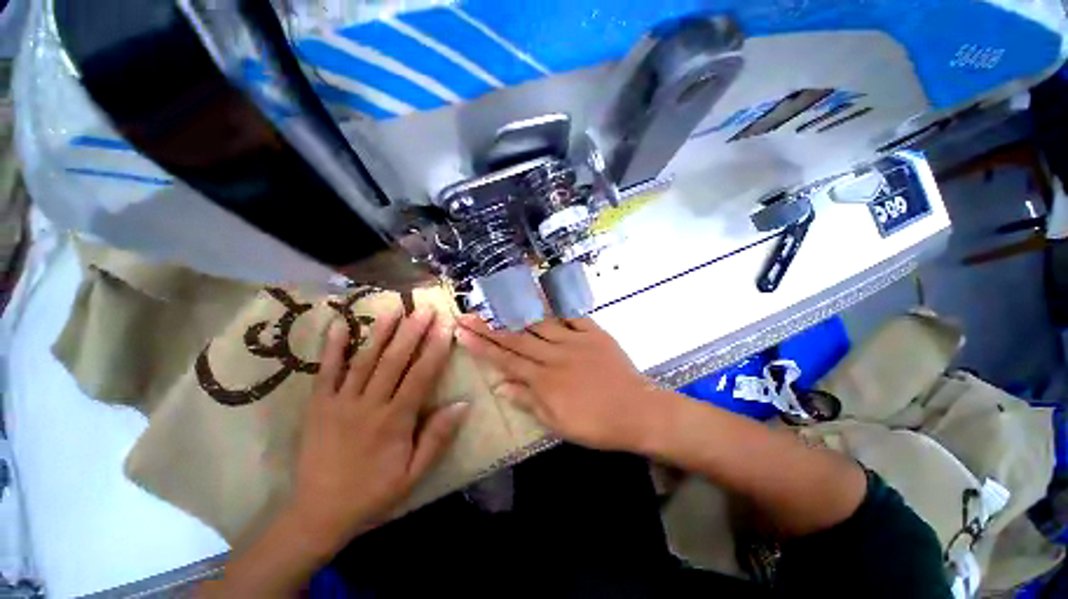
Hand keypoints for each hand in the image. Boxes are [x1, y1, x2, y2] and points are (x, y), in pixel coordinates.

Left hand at [290, 308, 468, 553]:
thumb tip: (462, 404)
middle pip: (395, 360)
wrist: (318, 513)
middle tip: (426, 308)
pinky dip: (333, 347)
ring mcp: (340, 402)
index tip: (446, 325)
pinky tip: (340, 324)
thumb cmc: (373, 493)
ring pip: (365, 360)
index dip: (436, 348)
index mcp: (395, 420)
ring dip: (382, 332)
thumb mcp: (414, 474)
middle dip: (413, 331)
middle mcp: (369, 404)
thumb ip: (437, 438)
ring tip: (395, 307)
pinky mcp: (318, 405)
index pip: (421, 375)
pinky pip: (326, 372)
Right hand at [455, 315, 681, 452]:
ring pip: (541, 324)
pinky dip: (559, 312)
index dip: (481, 346)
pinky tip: (547, 306)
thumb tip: (499, 386)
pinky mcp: (595, 334)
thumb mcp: (557, 422)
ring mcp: (575, 341)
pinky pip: (573, 318)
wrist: (638, 411)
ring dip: (519, 317)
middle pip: (516, 338)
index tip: (462, 332)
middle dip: (489, 327)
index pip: (505, 359)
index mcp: (544, 379)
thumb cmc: (596, 424)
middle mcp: (555, 355)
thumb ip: (528, 400)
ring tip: (502, 308)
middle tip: (468, 315)